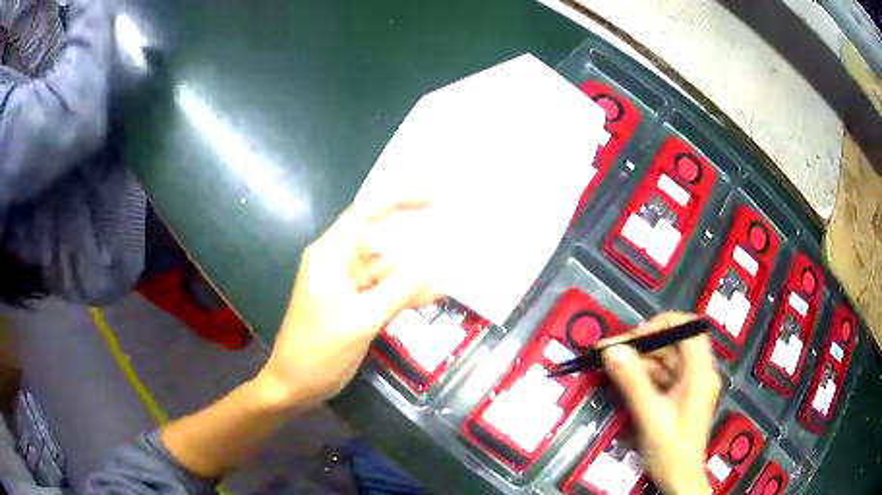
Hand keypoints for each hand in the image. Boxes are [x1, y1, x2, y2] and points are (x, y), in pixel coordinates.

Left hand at [256, 200, 441, 409]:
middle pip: (379, 242)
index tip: (433, 201)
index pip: (366, 213)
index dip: (399, 201)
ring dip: (414, 273)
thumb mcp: (362, 319)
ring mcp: (345, 287)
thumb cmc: (319, 350)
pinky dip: (404, 294)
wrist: (294, 385)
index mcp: (331, 255)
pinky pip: (383, 293)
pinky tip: (434, 296)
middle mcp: (337, 264)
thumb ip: (398, 290)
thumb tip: (431, 268)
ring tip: (452, 269)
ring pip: (385, 271)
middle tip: (452, 237)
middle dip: (413, 240)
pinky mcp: (352, 307)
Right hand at [601, 312, 720, 494]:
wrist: (679, 479)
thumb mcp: (650, 417)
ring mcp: (690, 384)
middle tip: (611, 350)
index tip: (634, 336)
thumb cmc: (671, 452)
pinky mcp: (681, 394)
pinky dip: (643, 374)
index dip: (663, 324)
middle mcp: (699, 373)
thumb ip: (633, 383)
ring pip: (665, 359)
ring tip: (610, 362)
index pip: (689, 329)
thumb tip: (613, 351)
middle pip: (674, 343)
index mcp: (700, 374)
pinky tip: (623, 378)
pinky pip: (662, 375)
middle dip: (643, 344)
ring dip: (639, 359)